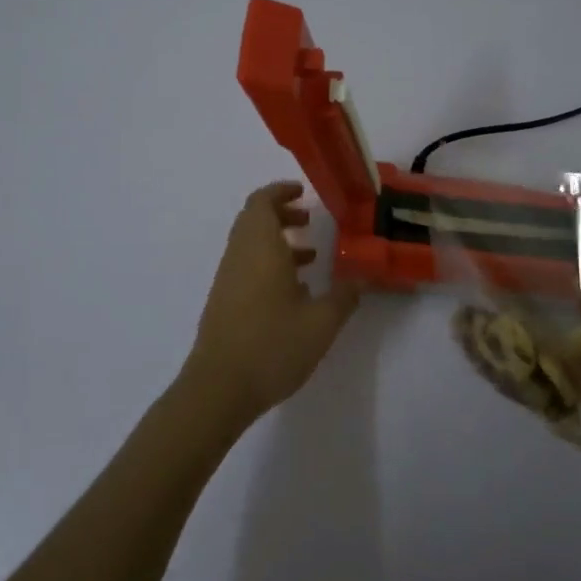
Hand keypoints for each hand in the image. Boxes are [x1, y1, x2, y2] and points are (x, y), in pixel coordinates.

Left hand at [179, 182, 362, 430]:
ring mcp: (227, 280)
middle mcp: (239, 256)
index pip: (261, 202)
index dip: (281, 191)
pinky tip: (294, 293)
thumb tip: (362, 278)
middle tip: (310, 221)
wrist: (219, 388)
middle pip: (254, 220)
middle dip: (282, 215)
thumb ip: (345, 296)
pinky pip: (246, 268)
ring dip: (277, 242)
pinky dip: (268, 265)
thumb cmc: (272, 345)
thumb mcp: (321, 322)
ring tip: (311, 258)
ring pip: (250, 245)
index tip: (303, 192)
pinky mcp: (223, 302)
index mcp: (260, 248)